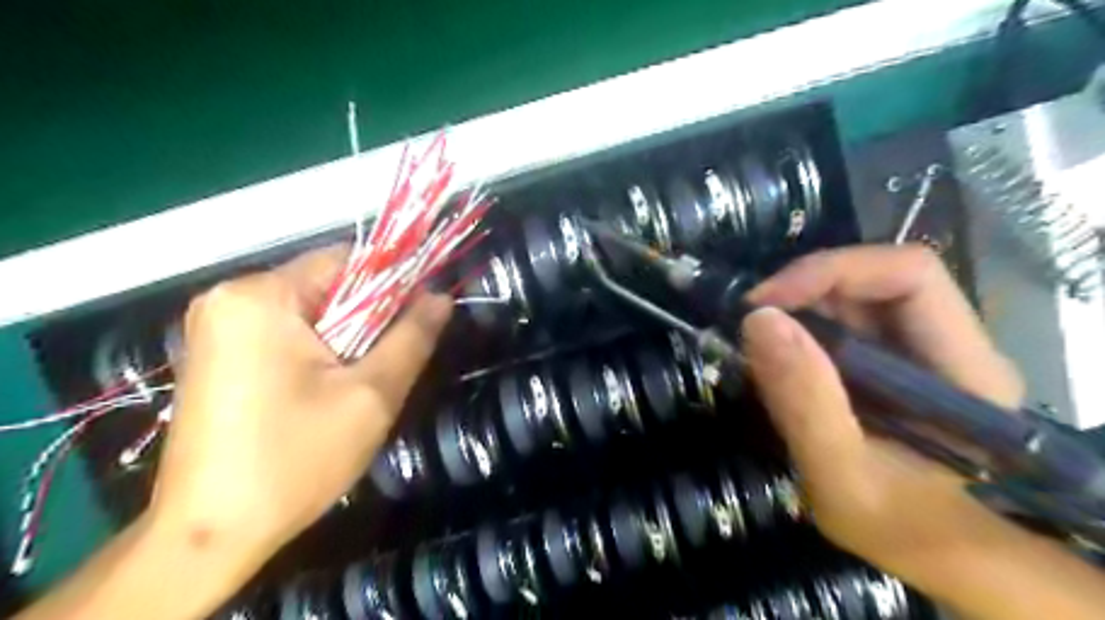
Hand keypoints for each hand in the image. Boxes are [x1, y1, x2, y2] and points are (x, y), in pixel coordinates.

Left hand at [149, 244, 453, 571]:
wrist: (209, 535)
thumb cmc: (295, 459)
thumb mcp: (372, 395)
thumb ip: (412, 337)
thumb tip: (441, 296)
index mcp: (262, 296)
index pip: (348, 260)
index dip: (394, 283)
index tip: (419, 319)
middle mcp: (229, 297)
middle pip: (327, 286)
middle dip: (367, 320)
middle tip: (385, 366)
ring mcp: (215, 326)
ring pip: (310, 312)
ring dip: (345, 339)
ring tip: (357, 385)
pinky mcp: (214, 354)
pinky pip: (284, 333)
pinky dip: (316, 352)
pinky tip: (323, 392)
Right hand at [737, 247, 1021, 581]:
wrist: (925, 546)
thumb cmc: (896, 524)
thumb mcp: (841, 476)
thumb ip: (805, 403)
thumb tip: (758, 319)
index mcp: (963, 369)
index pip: (909, 275)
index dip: (832, 272)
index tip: (765, 304)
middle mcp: (949, 343)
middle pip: (877, 276)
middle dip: (805, 288)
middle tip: (749, 321)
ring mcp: (920, 348)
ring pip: (855, 295)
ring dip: (797, 306)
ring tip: (755, 340)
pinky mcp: (891, 358)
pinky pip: (842, 319)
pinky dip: (800, 326)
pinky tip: (775, 354)